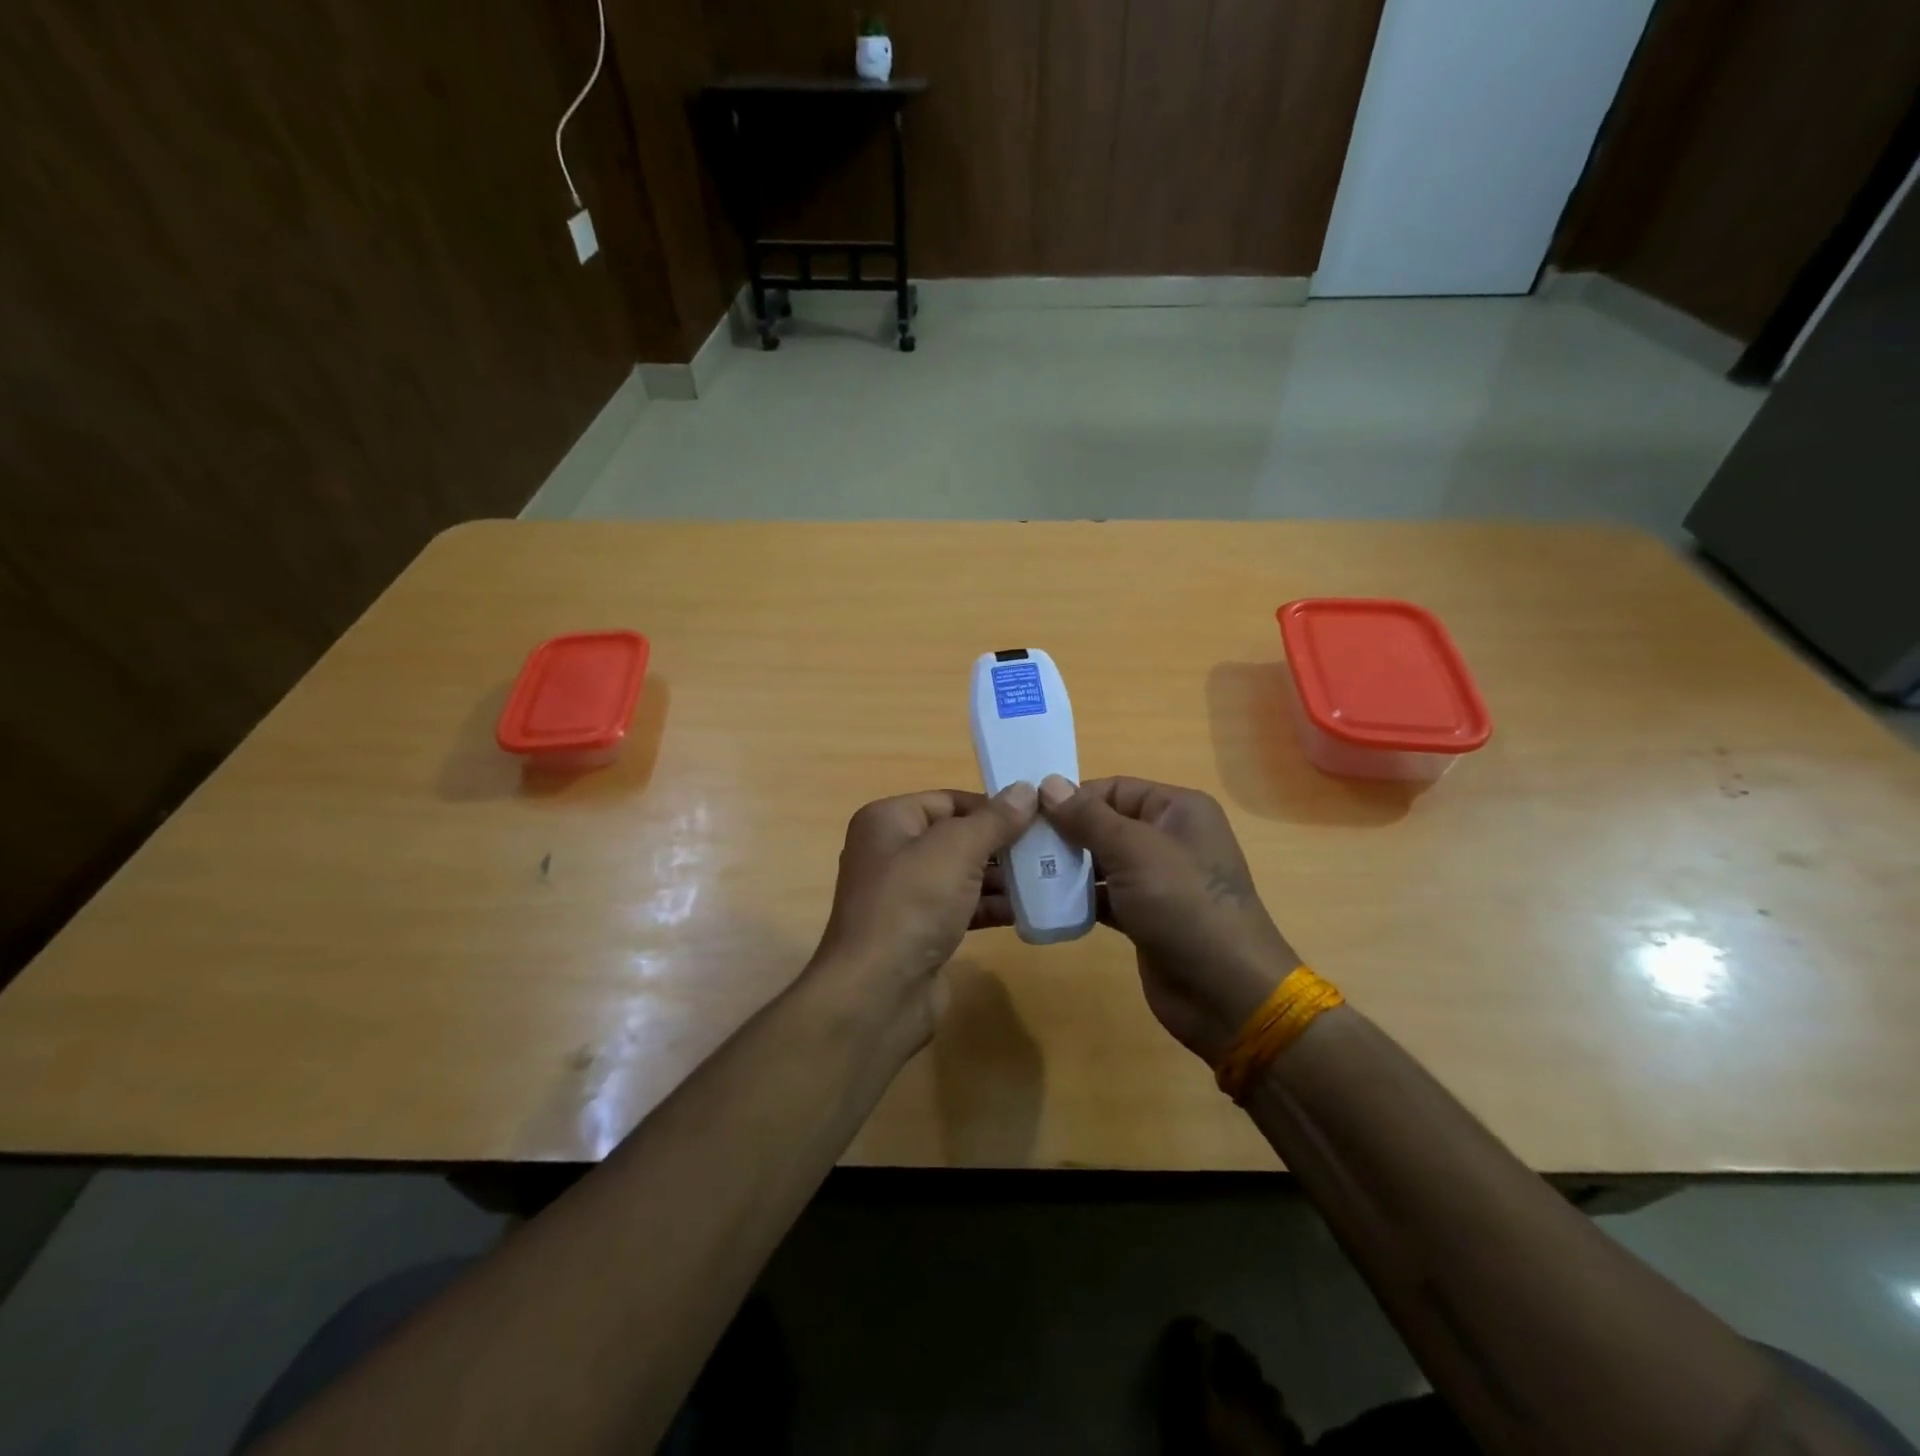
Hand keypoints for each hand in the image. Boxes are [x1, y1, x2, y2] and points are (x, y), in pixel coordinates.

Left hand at [810, 783, 1038, 1039]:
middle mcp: (891, 852)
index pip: (948, 800)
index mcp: (888, 821)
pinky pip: (961, 907)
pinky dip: (991, 906)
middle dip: (1001, 842)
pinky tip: (1029, 910)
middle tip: (1049, 846)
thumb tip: (1025, 789)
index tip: (1038, 814)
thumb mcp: (957, 850)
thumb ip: (994, 819)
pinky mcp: (920, 931)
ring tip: (1049, 876)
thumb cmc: (912, 904)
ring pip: (961, 874)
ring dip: (1002, 876)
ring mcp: (905, 895)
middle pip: (956, 837)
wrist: (878, 993)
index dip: (992, 805)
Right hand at [1040, 775, 1294, 1063]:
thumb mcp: (1134, 851)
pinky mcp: (1146, 916)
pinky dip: (1080, 898)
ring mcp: (1159, 880)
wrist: (1226, 993)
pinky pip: (1106, 896)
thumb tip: (1048, 783)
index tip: (1027, 813)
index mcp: (1178, 810)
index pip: (1115, 789)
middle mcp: (1169, 838)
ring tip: (1024, 872)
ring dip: (1068, 867)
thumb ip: (1088, 817)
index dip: (1072, 797)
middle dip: (1065, 833)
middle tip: (1020, 844)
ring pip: (1103, 861)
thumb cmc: (1184, 906)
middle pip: (1106, 824)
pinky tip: (1047, 903)